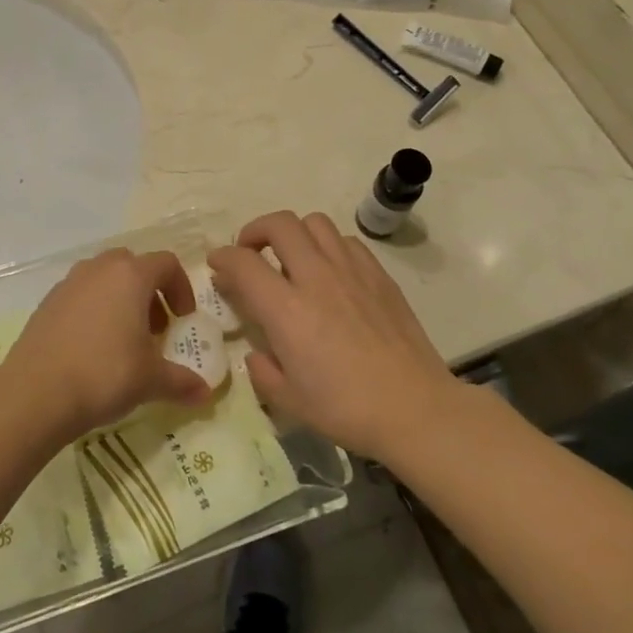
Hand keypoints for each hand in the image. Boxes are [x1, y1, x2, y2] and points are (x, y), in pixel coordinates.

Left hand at [0, 249, 212, 442]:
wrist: (36, 393)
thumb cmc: (105, 374)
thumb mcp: (151, 380)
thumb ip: (181, 381)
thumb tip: (205, 393)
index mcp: (130, 276)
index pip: (166, 263)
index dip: (181, 287)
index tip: (183, 319)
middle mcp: (98, 270)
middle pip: (132, 265)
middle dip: (149, 291)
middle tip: (155, 327)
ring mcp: (68, 284)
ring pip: (103, 278)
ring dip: (120, 299)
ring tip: (124, 338)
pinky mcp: (46, 303)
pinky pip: (79, 295)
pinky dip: (93, 310)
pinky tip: (92, 347)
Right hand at [208, 211, 458, 461]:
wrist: (415, 409)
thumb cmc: (346, 409)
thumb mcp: (288, 401)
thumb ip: (261, 371)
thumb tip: (256, 353)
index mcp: (286, 310)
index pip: (243, 262)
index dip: (223, 258)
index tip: (217, 266)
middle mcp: (316, 278)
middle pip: (280, 224)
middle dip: (256, 230)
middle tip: (251, 251)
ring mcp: (351, 271)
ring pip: (315, 223)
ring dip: (294, 233)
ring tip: (291, 257)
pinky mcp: (379, 275)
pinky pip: (347, 241)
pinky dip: (328, 246)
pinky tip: (330, 272)